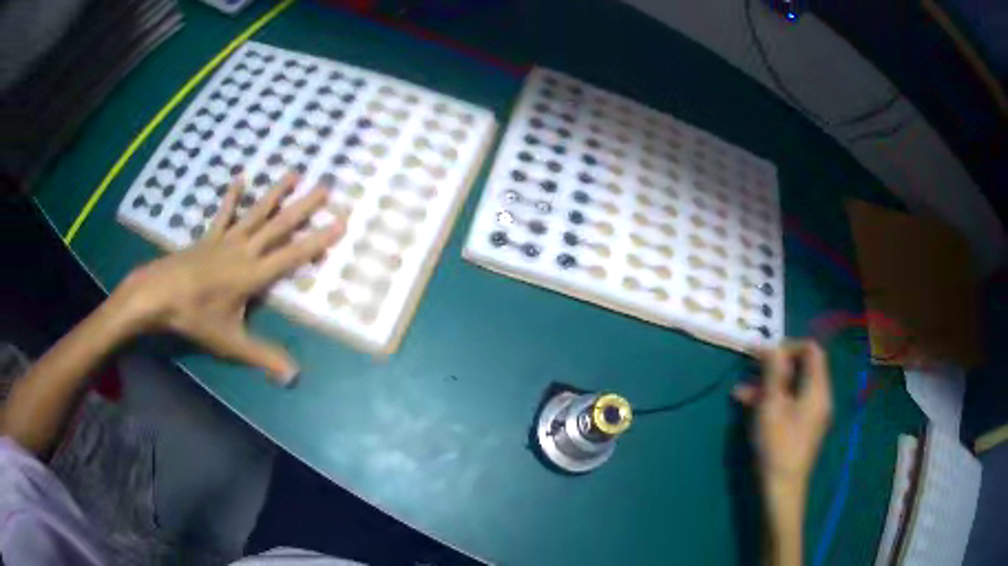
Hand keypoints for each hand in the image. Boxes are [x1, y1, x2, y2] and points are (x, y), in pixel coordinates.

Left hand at [113, 173, 344, 383]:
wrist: (159, 294)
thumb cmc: (195, 317)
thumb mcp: (230, 342)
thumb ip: (263, 356)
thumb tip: (294, 377)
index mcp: (253, 275)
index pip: (292, 255)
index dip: (317, 241)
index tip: (340, 223)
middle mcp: (244, 251)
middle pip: (278, 226)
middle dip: (303, 208)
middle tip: (325, 187)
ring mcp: (226, 240)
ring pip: (256, 213)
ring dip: (275, 193)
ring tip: (294, 172)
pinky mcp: (209, 237)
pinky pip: (223, 213)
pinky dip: (232, 196)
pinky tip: (240, 178)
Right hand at [733, 341, 832, 492]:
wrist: (782, 488)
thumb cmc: (777, 446)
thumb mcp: (771, 406)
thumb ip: (773, 373)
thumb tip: (771, 346)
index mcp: (818, 389)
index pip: (811, 350)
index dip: (788, 346)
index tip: (765, 354)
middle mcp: (819, 397)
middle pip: (802, 367)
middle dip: (775, 365)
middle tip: (750, 368)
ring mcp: (811, 413)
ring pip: (793, 386)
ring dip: (769, 383)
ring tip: (741, 390)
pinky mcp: (802, 427)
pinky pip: (790, 402)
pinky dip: (773, 399)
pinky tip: (749, 406)